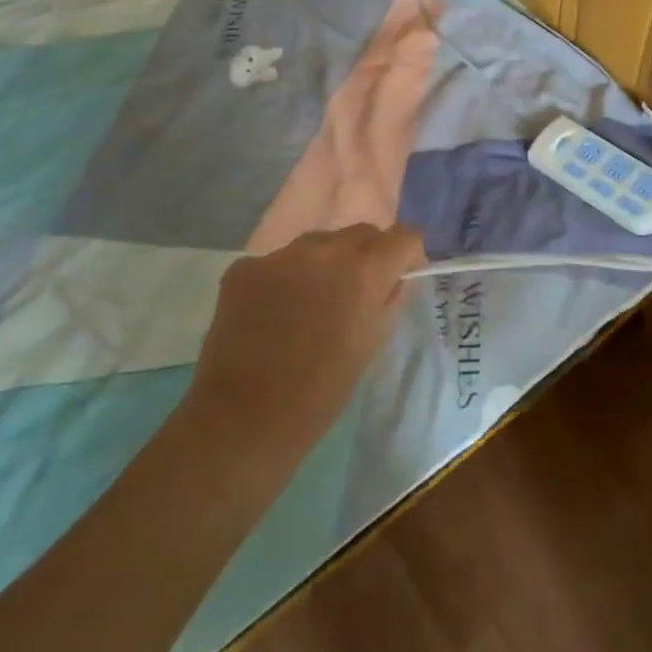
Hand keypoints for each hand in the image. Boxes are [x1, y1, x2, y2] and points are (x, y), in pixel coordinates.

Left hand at [188, 224, 425, 462]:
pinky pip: (278, 261)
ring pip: (317, 242)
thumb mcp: (371, 345)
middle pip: (361, 232)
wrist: (243, 419)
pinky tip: (273, 312)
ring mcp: (280, 255)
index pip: (403, 236)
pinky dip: (284, 279)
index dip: (408, 252)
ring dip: (325, 262)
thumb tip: (392, 279)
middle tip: (357, 290)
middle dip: (368, 254)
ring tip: (312, 300)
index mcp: (364, 272)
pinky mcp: (244, 267)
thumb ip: (387, 301)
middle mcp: (325, 251)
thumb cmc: (320, 393)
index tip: (402, 272)